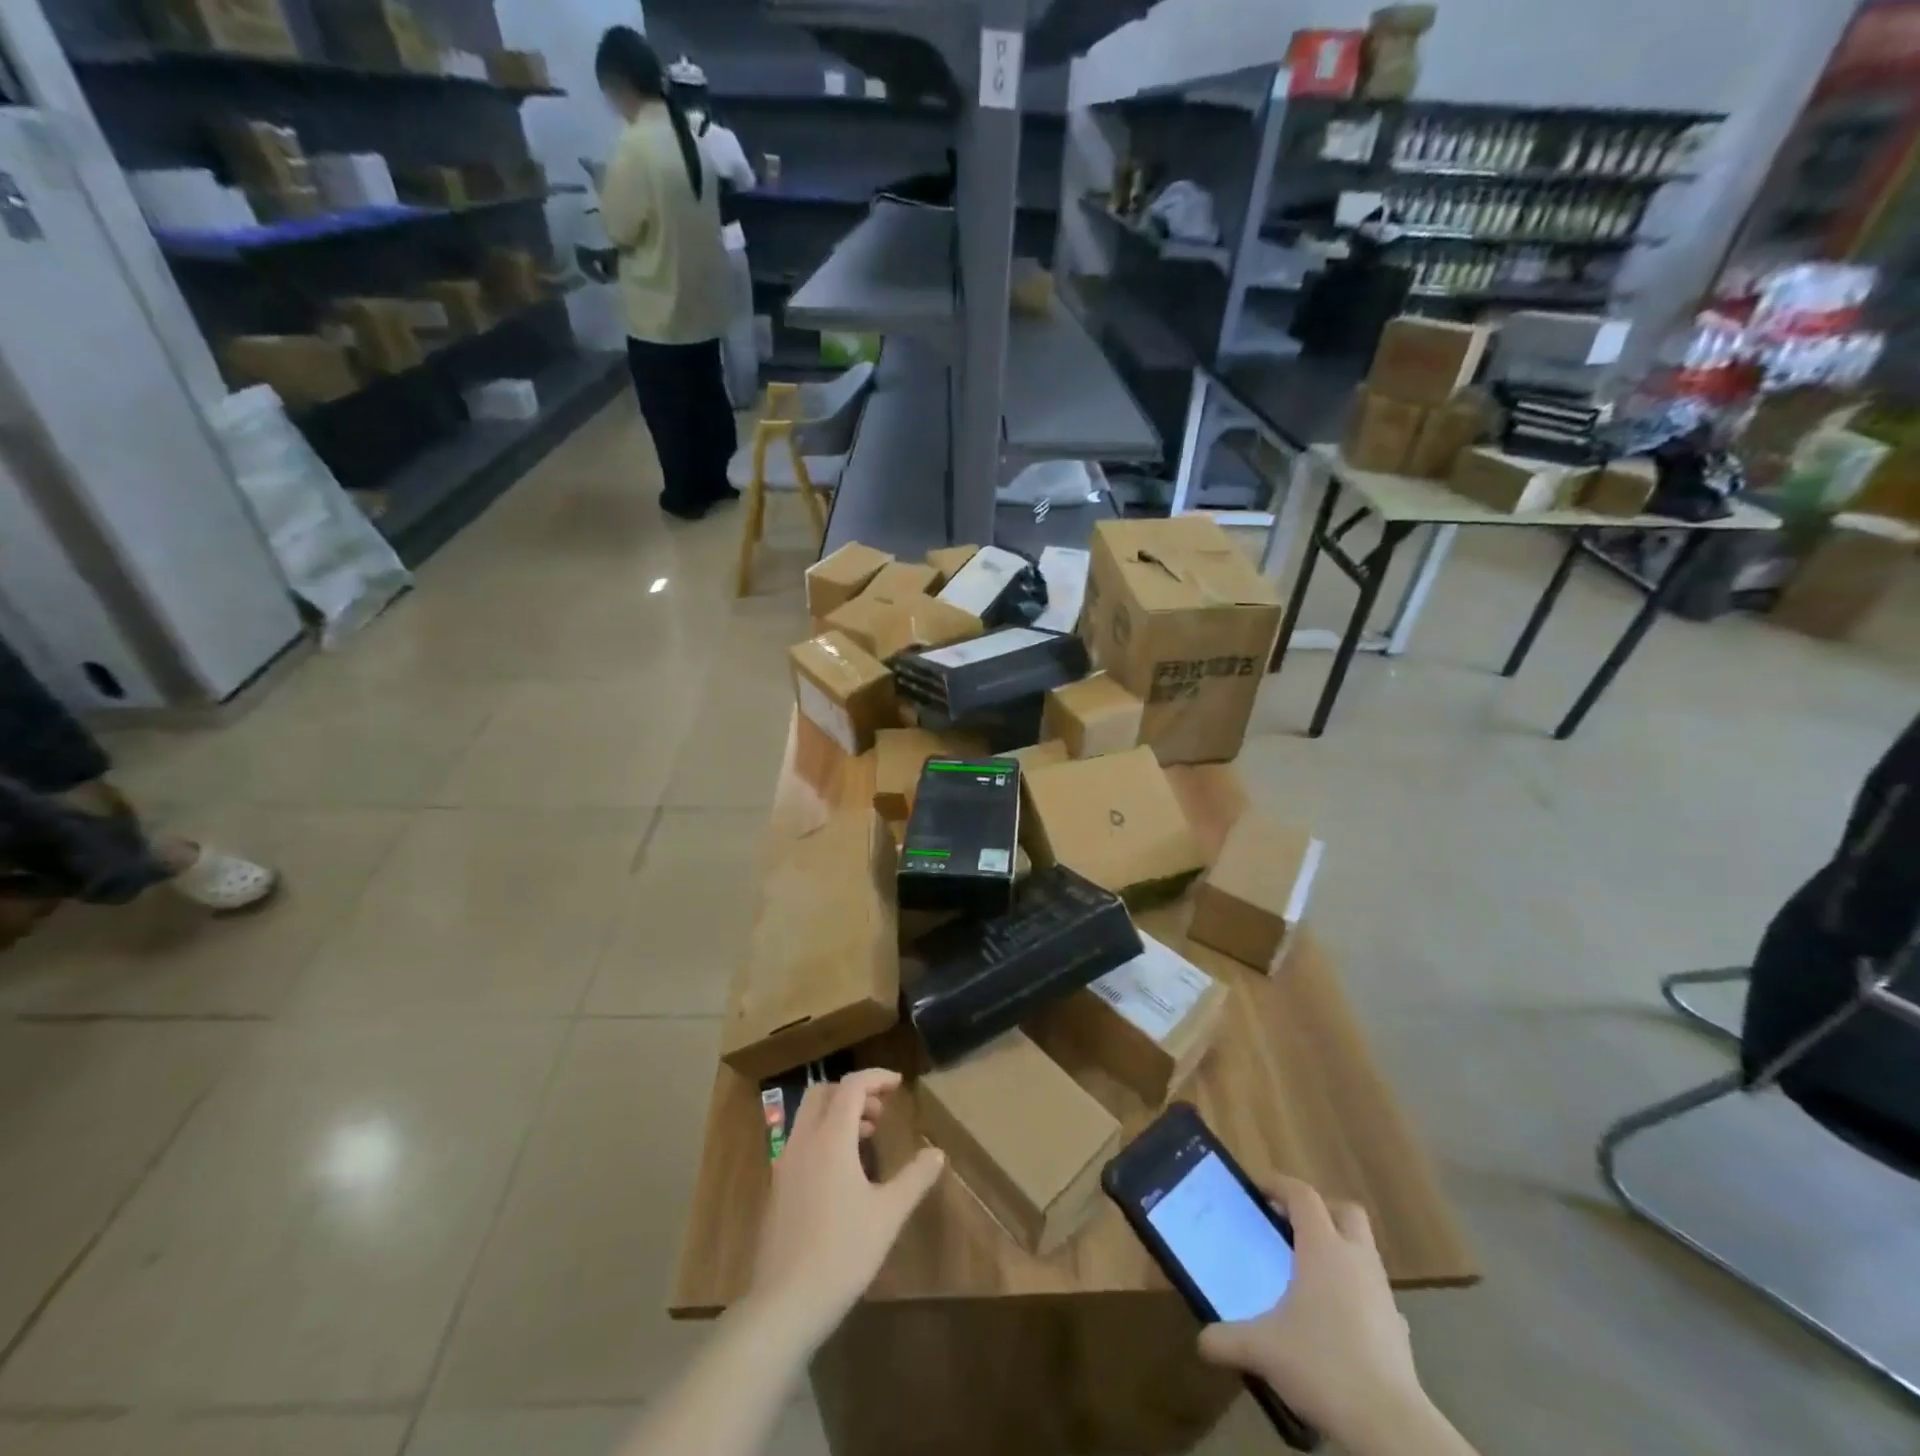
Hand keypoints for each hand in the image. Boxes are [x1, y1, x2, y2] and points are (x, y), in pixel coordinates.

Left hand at [746, 1069, 944, 1347]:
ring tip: (867, 1137)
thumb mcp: (888, 1214)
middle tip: (881, 1111)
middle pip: (824, 1093)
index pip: (852, 1086)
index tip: (899, 1084)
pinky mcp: (777, 1187)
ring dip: (838, 1113)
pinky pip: (801, 1141)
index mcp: (830, 1138)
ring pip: (808, 1116)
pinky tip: (843, 1171)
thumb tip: (937, 1153)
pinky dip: (823, 1135)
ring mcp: (785, 1164)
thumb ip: (914, 1178)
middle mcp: (803, 1141)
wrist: (785, 1304)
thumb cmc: (842, 1253)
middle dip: (854, 1091)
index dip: (877, 1078)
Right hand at [1197, 1175, 1427, 1450]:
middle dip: (1321, 1210)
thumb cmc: (1323, 1366)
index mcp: (1323, 1248)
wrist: (1392, 1428)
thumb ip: (1227, 1340)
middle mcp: (1356, 1260)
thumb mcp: (1263, 1350)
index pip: (1303, 1195)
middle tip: (1291, 1225)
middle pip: (1346, 1211)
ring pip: (1364, 1251)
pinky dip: (1357, 1295)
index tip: (1258, 1191)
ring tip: (1309, 1275)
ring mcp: (1383, 1294)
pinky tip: (1339, 1321)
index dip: (1279, 1185)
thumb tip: (1201, 1341)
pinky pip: (1375, 1295)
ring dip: (1339, 1251)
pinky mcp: (1399, 1329)